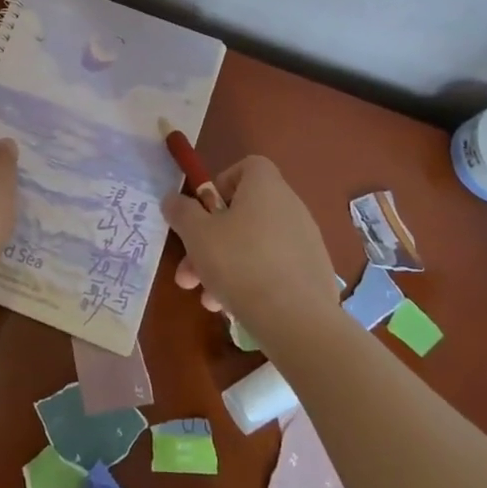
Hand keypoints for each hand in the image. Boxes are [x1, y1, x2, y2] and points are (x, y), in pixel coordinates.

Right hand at [160, 156, 338, 335]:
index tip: (204, 212)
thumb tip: (173, 199)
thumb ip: (182, 212)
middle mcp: (290, 206)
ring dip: (225, 267)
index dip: (221, 184)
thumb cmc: (241, 264)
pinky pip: (274, 268)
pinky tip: (234, 308)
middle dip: (210, 241)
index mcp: (266, 187)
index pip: (247, 166)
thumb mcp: (197, 235)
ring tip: (208, 300)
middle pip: (243, 213)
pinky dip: (252, 282)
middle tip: (189, 271)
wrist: (298, 320)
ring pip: (254, 245)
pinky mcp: (313, 273)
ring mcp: (306, 241)